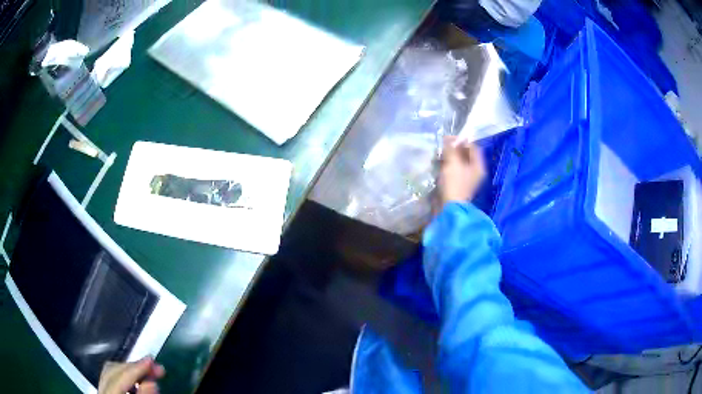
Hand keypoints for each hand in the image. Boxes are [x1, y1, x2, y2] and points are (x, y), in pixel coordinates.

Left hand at [98, 357, 164, 393]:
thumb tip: (152, 382)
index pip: (118, 379)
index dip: (135, 369)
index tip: (152, 360)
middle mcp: (100, 393)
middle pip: (112, 372)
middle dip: (134, 367)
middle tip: (156, 366)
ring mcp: (101, 392)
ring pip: (110, 372)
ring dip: (130, 370)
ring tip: (149, 372)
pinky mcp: (105, 392)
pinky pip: (111, 379)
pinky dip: (125, 376)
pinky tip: (138, 380)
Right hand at [438, 136, 485, 207]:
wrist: (449, 207)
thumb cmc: (454, 183)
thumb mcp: (453, 162)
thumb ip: (451, 148)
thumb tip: (448, 138)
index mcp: (478, 166)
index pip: (473, 147)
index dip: (462, 140)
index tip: (449, 138)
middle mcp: (475, 172)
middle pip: (466, 155)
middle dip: (454, 149)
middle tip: (443, 146)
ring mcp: (466, 179)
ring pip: (459, 163)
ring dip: (449, 157)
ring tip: (439, 155)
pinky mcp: (458, 185)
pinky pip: (453, 171)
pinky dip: (447, 166)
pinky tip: (439, 165)